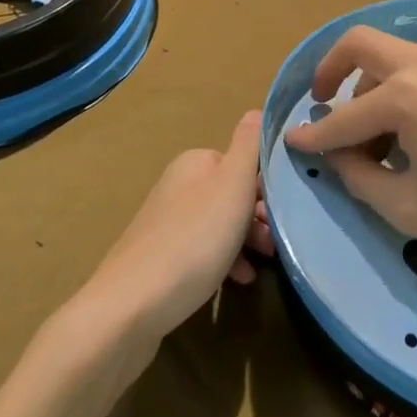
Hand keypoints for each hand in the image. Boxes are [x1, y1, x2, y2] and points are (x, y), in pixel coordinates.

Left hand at [82, 111, 273, 341]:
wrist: (130, 307)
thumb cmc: (193, 240)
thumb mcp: (232, 185)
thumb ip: (248, 145)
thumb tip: (258, 109)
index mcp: (195, 163)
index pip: (242, 162)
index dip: (267, 185)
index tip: (286, 211)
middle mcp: (178, 185)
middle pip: (231, 194)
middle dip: (258, 216)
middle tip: (277, 242)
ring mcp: (166, 223)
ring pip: (219, 224)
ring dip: (246, 241)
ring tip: (265, 264)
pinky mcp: (159, 259)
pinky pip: (202, 250)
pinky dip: (225, 261)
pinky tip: (239, 281)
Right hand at [285, 26, 416, 262]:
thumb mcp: (413, 209)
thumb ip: (362, 179)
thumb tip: (337, 157)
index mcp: (404, 97)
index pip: (343, 116)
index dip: (313, 133)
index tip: (291, 142)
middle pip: (359, 44)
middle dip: (331, 69)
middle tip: (322, 103)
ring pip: (389, 55)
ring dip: (367, 83)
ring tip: (370, 137)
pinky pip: (415, 67)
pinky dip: (395, 86)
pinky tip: (404, 131)